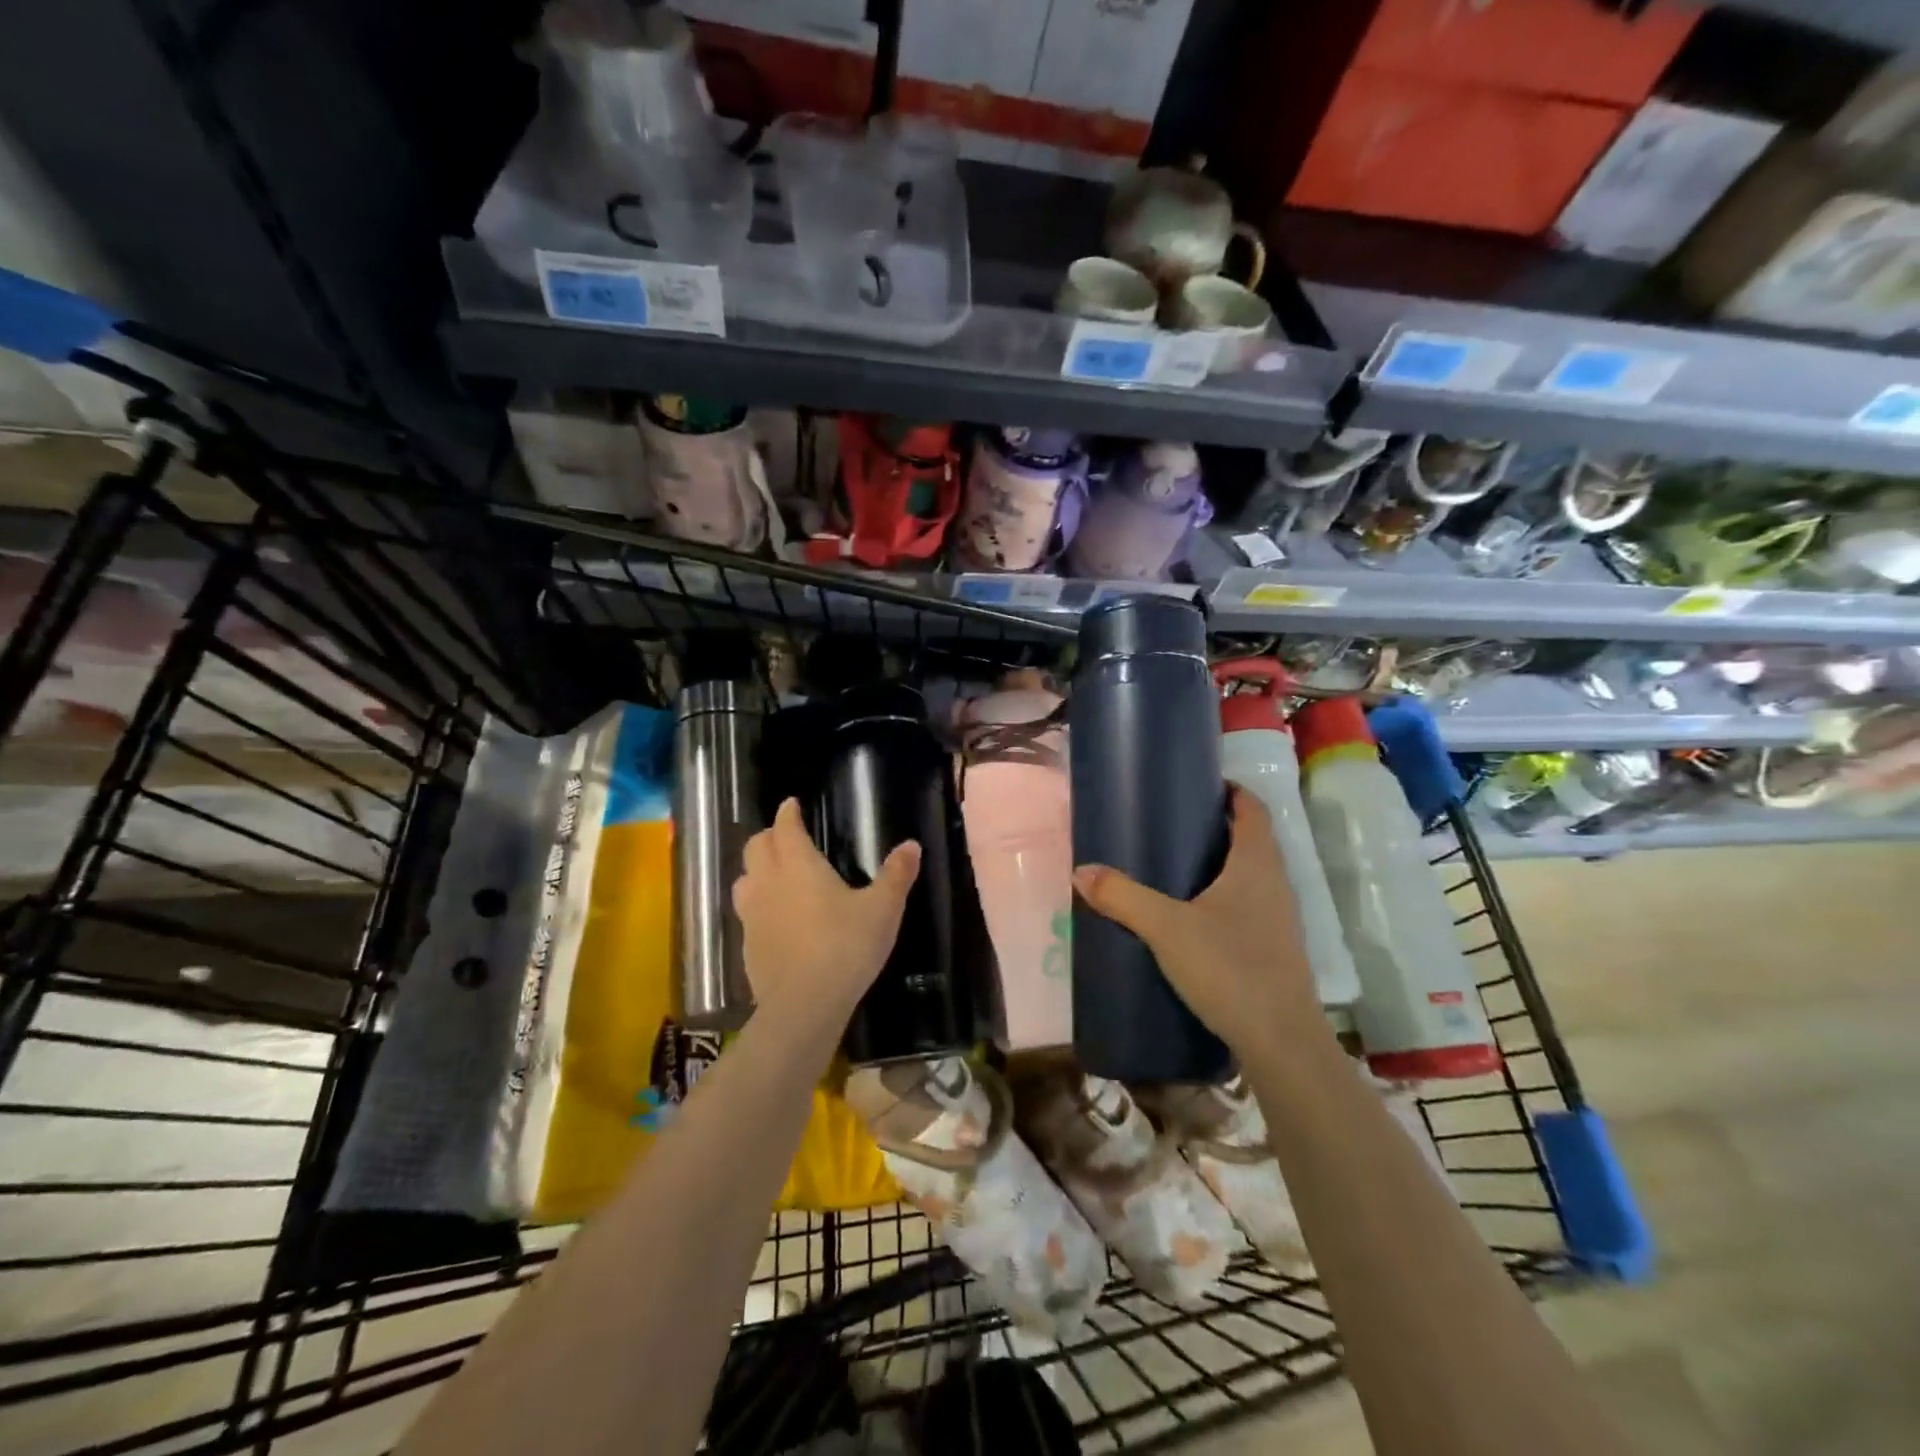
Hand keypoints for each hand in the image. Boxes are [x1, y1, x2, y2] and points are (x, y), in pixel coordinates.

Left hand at [732, 799, 920, 1036]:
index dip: (788, 813)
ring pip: (744, 879)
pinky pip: (746, 913)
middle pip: (756, 847)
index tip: (792, 804)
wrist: (805, 1003)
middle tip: (786, 837)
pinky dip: (757, 905)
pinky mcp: (747, 945)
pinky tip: (774, 919)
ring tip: (774, 874)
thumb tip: (912, 845)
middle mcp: (769, 882)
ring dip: (756, 869)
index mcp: (799, 865)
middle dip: (769, 836)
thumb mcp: (882, 909)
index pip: (785, 827)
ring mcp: (753, 914)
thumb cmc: (846, 946)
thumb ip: (896, 875)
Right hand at [1072, 786, 1323, 1058]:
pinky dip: (1224, 899)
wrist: (1281, 1042)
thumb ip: (1123, 897)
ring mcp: (1279, 921)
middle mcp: (1275, 885)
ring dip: (1221, 865)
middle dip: (1218, 828)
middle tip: (1172, 825)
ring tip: (1176, 868)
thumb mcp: (1166, 929)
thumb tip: (1082, 871)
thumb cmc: (1229, 968)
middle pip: (1252, 841)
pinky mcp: (1274, 951)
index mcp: (1256, 865)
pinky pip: (1249, 908)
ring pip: (1251, 877)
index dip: (1232, 792)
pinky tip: (1193, 918)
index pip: (1254, 810)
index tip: (1199, 786)